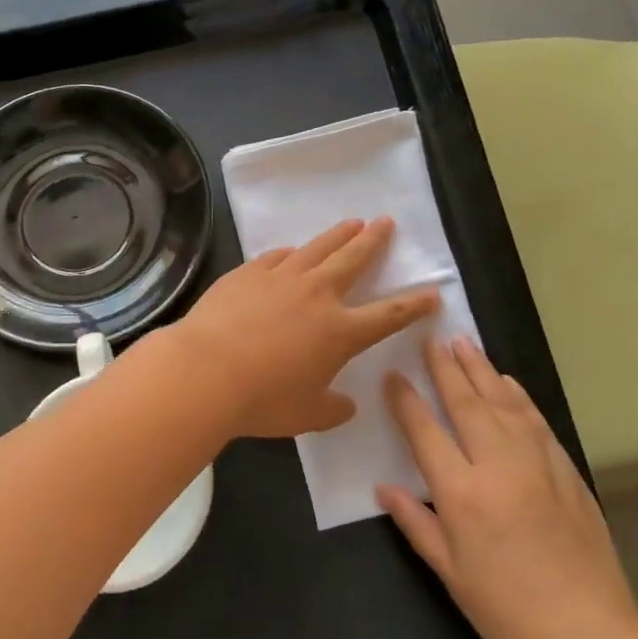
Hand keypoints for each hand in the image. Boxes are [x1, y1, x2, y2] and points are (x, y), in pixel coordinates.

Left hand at [164, 218, 438, 438]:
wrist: (205, 371)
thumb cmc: (261, 400)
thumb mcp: (307, 415)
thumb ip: (332, 409)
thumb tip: (346, 404)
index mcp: (340, 332)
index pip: (389, 314)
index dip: (414, 304)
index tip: (432, 292)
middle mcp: (317, 295)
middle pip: (354, 260)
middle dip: (374, 241)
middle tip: (386, 223)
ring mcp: (281, 278)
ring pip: (318, 248)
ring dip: (339, 234)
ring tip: (353, 222)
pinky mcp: (248, 272)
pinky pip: (277, 256)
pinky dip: (291, 253)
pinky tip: (292, 251)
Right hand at [378, 337, 637, 638]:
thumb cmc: (507, 613)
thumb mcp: (450, 573)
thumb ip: (415, 523)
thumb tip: (384, 487)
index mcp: (462, 495)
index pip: (426, 432)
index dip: (406, 399)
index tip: (392, 373)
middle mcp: (499, 468)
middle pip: (467, 405)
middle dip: (445, 368)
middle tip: (431, 338)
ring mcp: (539, 466)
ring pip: (505, 404)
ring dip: (482, 370)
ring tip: (464, 343)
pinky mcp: (568, 473)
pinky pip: (537, 422)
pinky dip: (518, 397)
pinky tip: (508, 382)